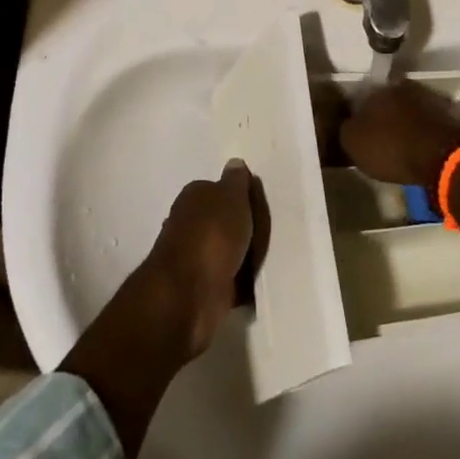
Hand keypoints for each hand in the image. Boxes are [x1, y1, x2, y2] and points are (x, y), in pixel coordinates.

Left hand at [141, 161, 268, 358]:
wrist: (189, 295)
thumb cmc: (212, 235)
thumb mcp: (231, 197)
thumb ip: (236, 181)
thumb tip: (234, 163)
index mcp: (193, 197)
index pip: (219, 188)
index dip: (240, 195)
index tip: (261, 204)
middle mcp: (190, 224)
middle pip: (223, 220)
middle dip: (243, 227)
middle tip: (270, 232)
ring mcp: (195, 258)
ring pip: (227, 250)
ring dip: (244, 255)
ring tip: (270, 256)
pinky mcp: (203, 288)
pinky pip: (230, 279)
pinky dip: (242, 282)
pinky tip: (260, 282)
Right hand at [340, 81, 459, 189]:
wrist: (441, 157)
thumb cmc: (391, 147)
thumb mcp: (353, 143)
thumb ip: (345, 129)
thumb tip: (346, 124)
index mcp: (378, 89)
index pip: (360, 99)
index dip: (356, 117)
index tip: (356, 133)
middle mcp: (403, 88)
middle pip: (386, 103)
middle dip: (381, 118)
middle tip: (377, 140)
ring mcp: (428, 100)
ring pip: (407, 112)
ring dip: (402, 125)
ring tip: (398, 147)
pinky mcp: (447, 117)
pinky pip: (425, 124)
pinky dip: (419, 133)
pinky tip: (416, 149)